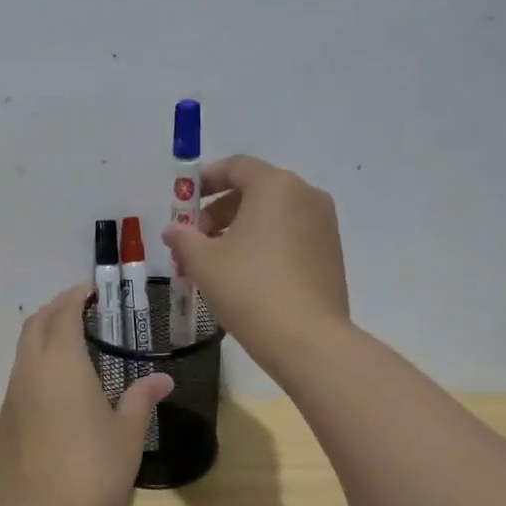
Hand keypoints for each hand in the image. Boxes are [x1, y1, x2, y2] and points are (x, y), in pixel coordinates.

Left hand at [0, 283, 172, 505]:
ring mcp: (12, 397)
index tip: (93, 290)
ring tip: (72, 345)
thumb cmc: (93, 470)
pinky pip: (18, 380)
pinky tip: (56, 390)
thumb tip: (163, 379)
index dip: (77, 296)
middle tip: (83, 310)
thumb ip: (142, 399)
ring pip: (23, 351)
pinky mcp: (3, 422)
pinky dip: (35, 367)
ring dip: (43, 337)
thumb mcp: (127, 434)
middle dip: (56, 309)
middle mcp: (30, 371)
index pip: (64, 313)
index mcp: (61, 364)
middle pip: (36, 324)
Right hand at [162, 155, 349, 366]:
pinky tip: (246, 275)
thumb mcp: (203, 262)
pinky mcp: (331, 254)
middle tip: (197, 238)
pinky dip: (266, 244)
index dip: (206, 180)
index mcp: (276, 186)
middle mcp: (306, 196)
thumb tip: (174, 230)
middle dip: (221, 210)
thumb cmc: (249, 288)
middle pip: (256, 190)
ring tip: (217, 261)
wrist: (306, 338)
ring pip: (274, 215)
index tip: (186, 202)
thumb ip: (184, 239)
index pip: (237, 167)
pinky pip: (291, 236)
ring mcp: (324, 226)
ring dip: (242, 229)